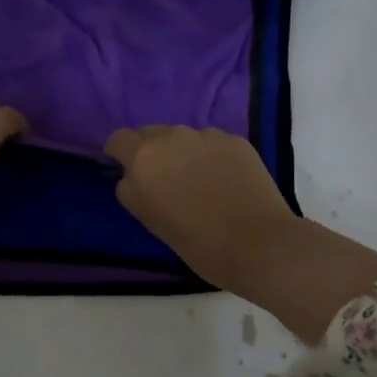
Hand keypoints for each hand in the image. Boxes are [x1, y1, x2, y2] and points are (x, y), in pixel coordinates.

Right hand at [104, 124, 376, 341]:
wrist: (256, 243)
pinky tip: (224, 180)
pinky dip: (211, 156)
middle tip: (163, 179)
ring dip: (183, 152)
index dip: (119, 152)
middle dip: (151, 150)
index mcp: (144, 157)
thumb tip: (131, 175)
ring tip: (198, 181)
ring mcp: (207, 135)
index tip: (125, 167)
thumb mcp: (148, 219)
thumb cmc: (195, 241)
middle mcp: (173, 136)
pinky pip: (212, 142)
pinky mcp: (236, 140)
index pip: (120, 139)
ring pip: (184, 137)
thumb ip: (132, 189)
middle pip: (151, 133)